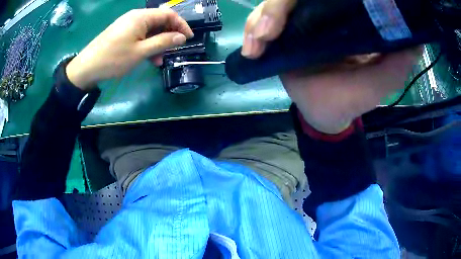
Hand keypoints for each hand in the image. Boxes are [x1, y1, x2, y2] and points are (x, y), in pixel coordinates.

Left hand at [66, 8, 193, 89]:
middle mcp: (136, 17)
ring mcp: (128, 25)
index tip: (188, 38)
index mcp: (141, 17)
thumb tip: (182, 37)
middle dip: (168, 36)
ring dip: (157, 43)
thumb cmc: (113, 59)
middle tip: (173, 51)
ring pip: (150, 30)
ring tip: (159, 60)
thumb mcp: (140, 52)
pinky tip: (148, 58)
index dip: (181, 25)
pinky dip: (147, 45)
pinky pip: (140, 35)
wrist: (87, 68)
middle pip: (159, 21)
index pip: (168, 14)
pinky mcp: (123, 33)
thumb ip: (163, 42)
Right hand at [243, 0, 420, 133]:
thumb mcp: (380, 83)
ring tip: (257, 44)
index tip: (297, 3)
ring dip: (261, 20)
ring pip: (272, 5)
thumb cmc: (352, 99)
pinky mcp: (280, 33)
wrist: (324, 112)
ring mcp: (296, 21)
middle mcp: (318, 11)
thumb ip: (396, 64)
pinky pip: (259, 24)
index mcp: (344, 17)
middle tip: (269, 31)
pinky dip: (252, 31)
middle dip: (277, 7)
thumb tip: (414, 39)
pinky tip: (251, 50)